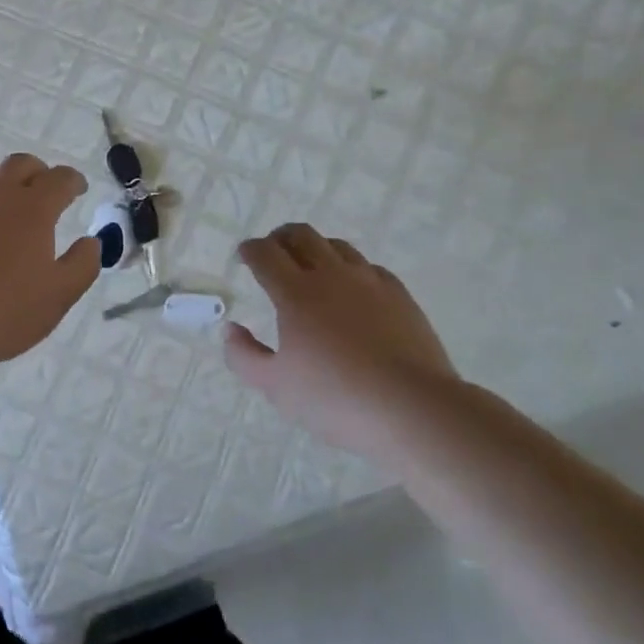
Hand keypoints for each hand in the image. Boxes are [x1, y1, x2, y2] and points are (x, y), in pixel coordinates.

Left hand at [0, 154, 100, 372]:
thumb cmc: (3, 309)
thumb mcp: (58, 296)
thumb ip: (82, 264)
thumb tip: (91, 242)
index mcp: (32, 208)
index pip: (60, 179)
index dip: (73, 181)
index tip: (78, 189)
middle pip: (20, 164)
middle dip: (37, 172)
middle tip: (42, 190)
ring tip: (2, 204)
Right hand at [224, 223, 462, 465]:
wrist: (412, 408)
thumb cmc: (335, 399)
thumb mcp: (275, 387)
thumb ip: (244, 356)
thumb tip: (231, 329)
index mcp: (295, 293)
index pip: (265, 254)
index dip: (250, 249)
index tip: (244, 255)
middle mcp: (330, 275)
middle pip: (301, 235)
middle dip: (280, 237)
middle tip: (272, 251)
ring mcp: (369, 281)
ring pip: (337, 246)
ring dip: (316, 248)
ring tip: (311, 266)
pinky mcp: (399, 295)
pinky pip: (369, 267)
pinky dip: (352, 269)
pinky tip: (354, 289)